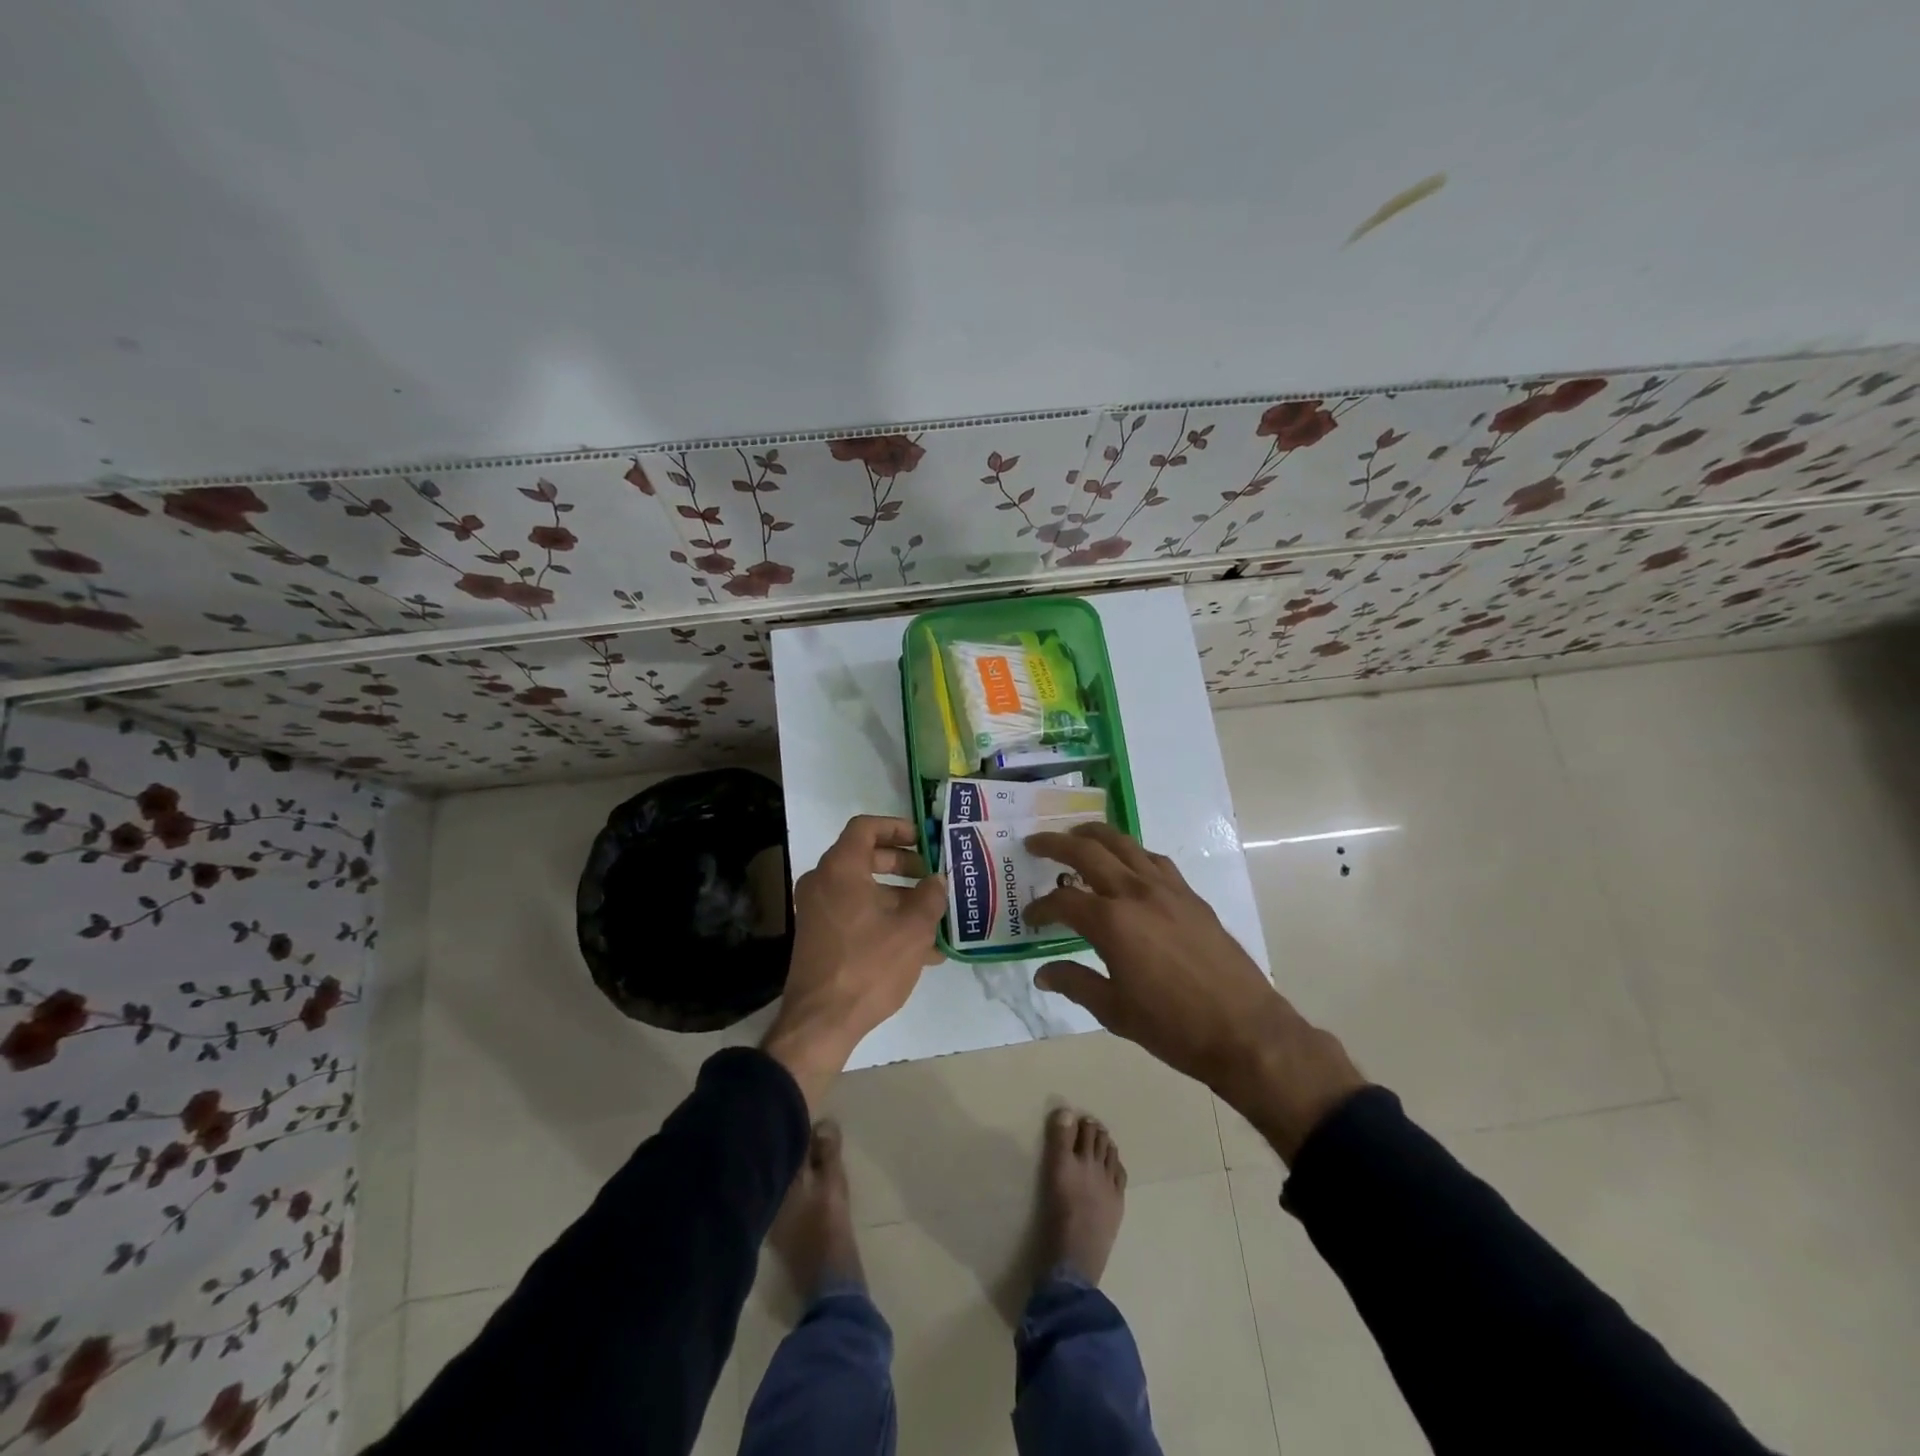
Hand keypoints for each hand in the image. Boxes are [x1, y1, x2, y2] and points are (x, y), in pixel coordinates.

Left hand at [763, 815, 945, 1107]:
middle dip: (904, 866)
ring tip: (936, 919)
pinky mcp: (820, 937)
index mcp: (840, 869)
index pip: (866, 827)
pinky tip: (921, 949)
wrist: (821, 1023)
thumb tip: (937, 880)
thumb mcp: (912, 930)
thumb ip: (930, 897)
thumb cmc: (869, 966)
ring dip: (900, 898)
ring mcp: (818, 911)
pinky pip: (856, 914)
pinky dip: (884, 920)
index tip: (925, 840)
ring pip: (864, 890)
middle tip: (933, 876)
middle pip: (866, 858)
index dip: (897, 827)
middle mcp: (823, 882)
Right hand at [1025, 823, 1364, 1160]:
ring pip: (1124, 844)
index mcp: (1112, 922)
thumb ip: (1074, 983)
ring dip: (1094, 835)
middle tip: (1034, 843)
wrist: (1245, 1031)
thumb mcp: (1114, 1011)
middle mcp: (1136, 893)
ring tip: (1076, 835)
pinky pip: (1154, 860)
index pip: (1063, 901)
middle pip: (1088, 852)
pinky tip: (1126, 863)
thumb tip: (1042, 973)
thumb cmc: (1173, 1027)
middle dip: (1056, 844)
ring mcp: (1167, 890)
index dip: (1041, 907)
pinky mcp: (1191, 896)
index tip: (1030, 916)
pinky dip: (1131, 853)